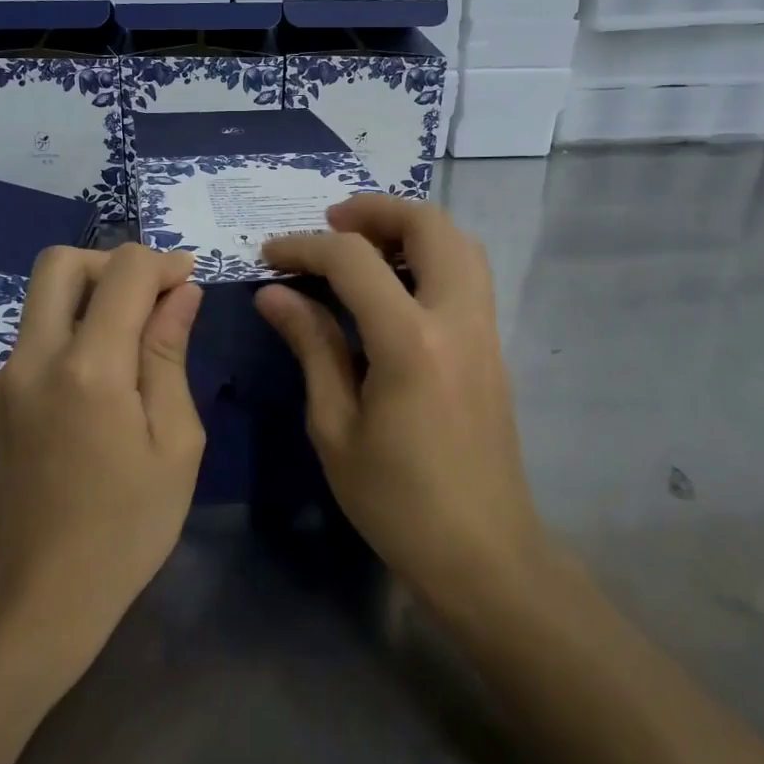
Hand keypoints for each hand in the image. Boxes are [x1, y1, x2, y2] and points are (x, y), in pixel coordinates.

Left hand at [0, 243, 204, 672]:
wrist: (37, 602)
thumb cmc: (127, 528)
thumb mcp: (174, 444)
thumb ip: (170, 355)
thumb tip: (181, 292)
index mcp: (88, 370)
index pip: (125, 272)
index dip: (163, 263)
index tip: (188, 281)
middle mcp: (31, 360)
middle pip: (60, 264)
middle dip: (112, 264)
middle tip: (149, 298)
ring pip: (41, 305)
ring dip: (88, 305)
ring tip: (127, 355)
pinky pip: (29, 348)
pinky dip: (65, 345)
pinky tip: (88, 400)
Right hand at [256, 196, 545, 615]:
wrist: (483, 552)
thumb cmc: (397, 501)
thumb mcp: (335, 427)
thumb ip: (311, 346)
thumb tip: (274, 294)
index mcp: (411, 342)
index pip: (354, 261)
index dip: (306, 247)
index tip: (271, 255)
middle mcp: (457, 319)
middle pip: (430, 225)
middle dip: (375, 210)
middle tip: (330, 225)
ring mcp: (484, 331)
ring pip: (460, 242)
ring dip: (410, 228)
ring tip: (361, 247)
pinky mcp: (493, 347)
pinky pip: (467, 274)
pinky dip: (430, 256)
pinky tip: (393, 286)